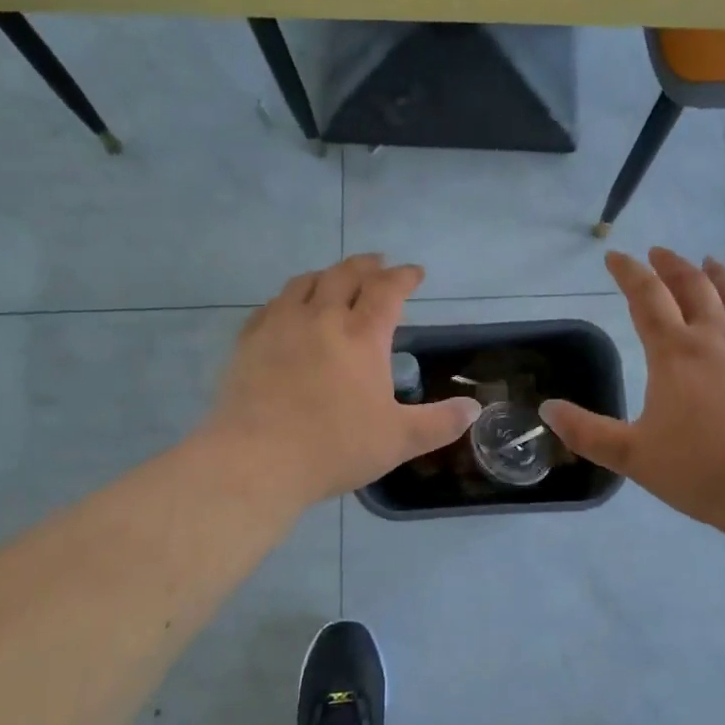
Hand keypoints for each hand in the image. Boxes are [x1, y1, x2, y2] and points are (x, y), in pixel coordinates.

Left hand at [201, 254, 481, 505]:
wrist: (255, 461)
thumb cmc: (334, 448)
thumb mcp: (399, 440)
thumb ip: (440, 422)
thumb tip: (474, 408)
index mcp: (361, 336)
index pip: (387, 290)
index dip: (404, 276)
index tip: (415, 272)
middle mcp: (321, 318)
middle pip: (345, 275)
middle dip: (367, 265)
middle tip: (379, 263)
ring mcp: (281, 326)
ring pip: (305, 283)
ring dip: (327, 274)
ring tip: (335, 277)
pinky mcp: (249, 341)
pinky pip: (271, 305)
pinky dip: (288, 298)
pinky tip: (288, 308)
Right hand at [542, 249, 724, 533]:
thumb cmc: (702, 471)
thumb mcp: (633, 456)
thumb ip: (587, 432)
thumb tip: (547, 409)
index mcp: (675, 353)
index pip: (646, 297)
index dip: (628, 272)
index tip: (615, 256)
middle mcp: (716, 338)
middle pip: (692, 286)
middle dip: (670, 265)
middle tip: (657, 253)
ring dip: (715, 274)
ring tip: (706, 262)